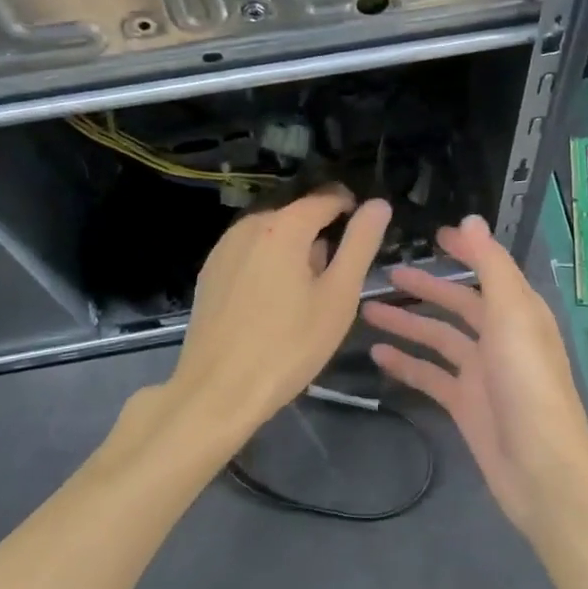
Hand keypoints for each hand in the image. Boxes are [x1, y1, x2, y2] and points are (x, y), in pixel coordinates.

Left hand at [168, 189, 390, 443]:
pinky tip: (274, 303)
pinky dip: (269, 265)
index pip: (326, 197)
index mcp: (283, 226)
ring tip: (308, 294)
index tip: (365, 236)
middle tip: (339, 278)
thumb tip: (378, 204)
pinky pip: (250, 254)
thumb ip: (360, 244)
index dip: (351, 209)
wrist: (218, 391)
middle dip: (322, 235)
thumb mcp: (339, 296)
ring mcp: (223, 249)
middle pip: (297, 215)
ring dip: (294, 251)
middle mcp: (249, 226)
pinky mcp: (209, 273)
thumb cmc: (289, 345)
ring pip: (272, 235)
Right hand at [362, 214, 587, 530]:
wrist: (539, 465)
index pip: (489, 270)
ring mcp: (481, 372)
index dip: (465, 251)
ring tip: (367, 310)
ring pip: (439, 339)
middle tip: (388, 273)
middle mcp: (501, 337)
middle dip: (427, 287)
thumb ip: (491, 266)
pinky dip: (407, 364)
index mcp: (519, 312)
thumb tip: (471, 220)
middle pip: (460, 304)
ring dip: (408, 324)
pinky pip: (430, 376)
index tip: (433, 235)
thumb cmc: (528, 382)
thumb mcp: (513, 314)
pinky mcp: (464, 404)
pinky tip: (377, 355)